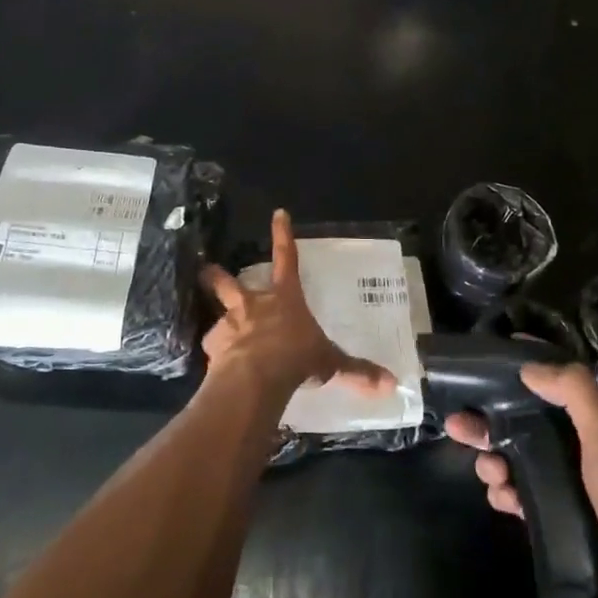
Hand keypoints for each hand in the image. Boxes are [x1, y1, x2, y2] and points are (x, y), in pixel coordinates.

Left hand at [201, 210, 396, 397]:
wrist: (256, 378)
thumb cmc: (297, 358)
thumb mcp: (330, 363)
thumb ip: (357, 372)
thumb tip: (391, 384)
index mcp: (285, 299)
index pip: (287, 259)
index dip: (283, 235)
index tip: (278, 213)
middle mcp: (254, 305)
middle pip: (229, 283)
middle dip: (216, 276)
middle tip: (206, 270)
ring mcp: (230, 324)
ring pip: (217, 315)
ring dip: (218, 322)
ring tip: (215, 334)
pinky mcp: (213, 347)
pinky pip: (213, 348)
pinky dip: (215, 355)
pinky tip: (218, 367)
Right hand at [445, 362, 597, 597]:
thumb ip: (574, 393)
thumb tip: (528, 367)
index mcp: (587, 421)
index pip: (547, 385)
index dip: (516, 373)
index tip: (481, 367)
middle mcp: (571, 446)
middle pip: (518, 424)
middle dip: (485, 423)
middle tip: (455, 426)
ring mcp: (560, 482)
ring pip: (511, 460)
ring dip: (491, 462)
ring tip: (491, 473)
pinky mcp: (550, 515)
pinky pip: (515, 496)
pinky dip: (503, 494)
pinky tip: (503, 498)